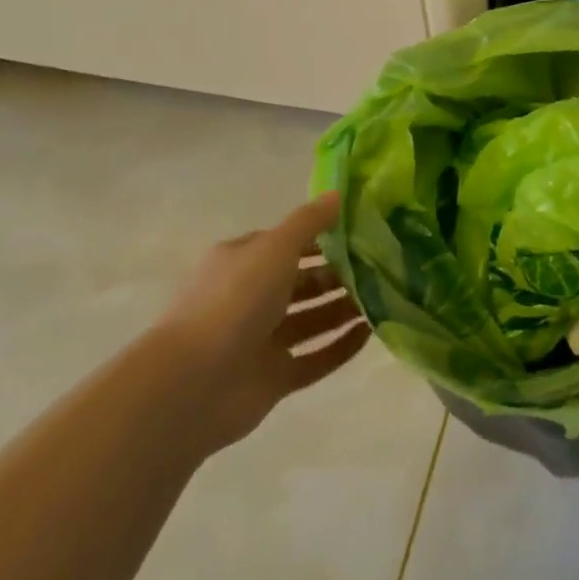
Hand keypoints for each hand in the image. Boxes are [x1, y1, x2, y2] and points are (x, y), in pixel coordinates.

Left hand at [152, 192, 369, 452]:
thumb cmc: (234, 301)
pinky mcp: (273, 379)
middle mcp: (250, 299)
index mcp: (242, 263)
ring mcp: (261, 341)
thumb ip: (310, 221)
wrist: (191, 386)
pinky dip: (341, 346)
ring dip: (345, 308)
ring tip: (386, 296)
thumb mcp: (275, 247)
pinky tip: (372, 332)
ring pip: (312, 320)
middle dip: (340, 274)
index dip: (324, 237)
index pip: (288, 244)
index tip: (364, 233)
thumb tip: (339, 193)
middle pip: (303, 282)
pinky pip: (315, 358)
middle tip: (383, 266)